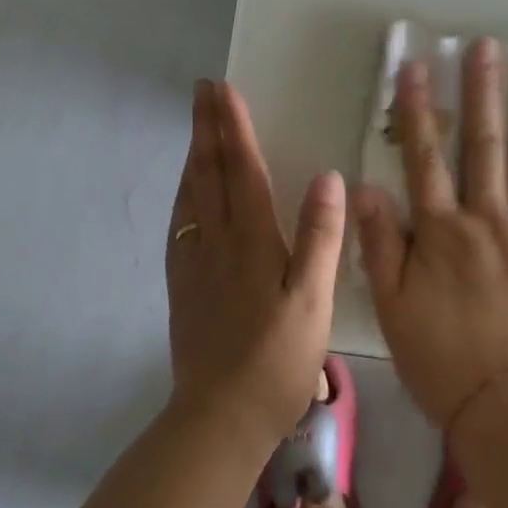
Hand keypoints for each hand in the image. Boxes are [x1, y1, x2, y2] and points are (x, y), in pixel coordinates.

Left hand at [166, 80, 345, 444]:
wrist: (220, 417)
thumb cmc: (277, 360)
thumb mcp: (313, 300)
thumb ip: (320, 238)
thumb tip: (327, 177)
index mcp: (252, 241)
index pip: (241, 170)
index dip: (233, 127)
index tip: (223, 89)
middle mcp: (217, 242)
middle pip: (209, 173)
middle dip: (206, 127)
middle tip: (201, 90)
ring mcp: (194, 264)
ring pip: (190, 195)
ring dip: (193, 154)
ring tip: (195, 127)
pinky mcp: (183, 286)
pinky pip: (180, 225)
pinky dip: (183, 195)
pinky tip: (185, 194)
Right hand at [352, 39, 507, 428]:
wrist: (503, 406)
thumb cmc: (437, 357)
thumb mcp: (389, 304)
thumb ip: (378, 242)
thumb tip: (364, 185)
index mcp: (440, 231)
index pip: (424, 156)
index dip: (417, 110)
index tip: (416, 67)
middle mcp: (486, 220)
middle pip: (483, 146)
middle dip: (481, 93)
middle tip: (485, 47)